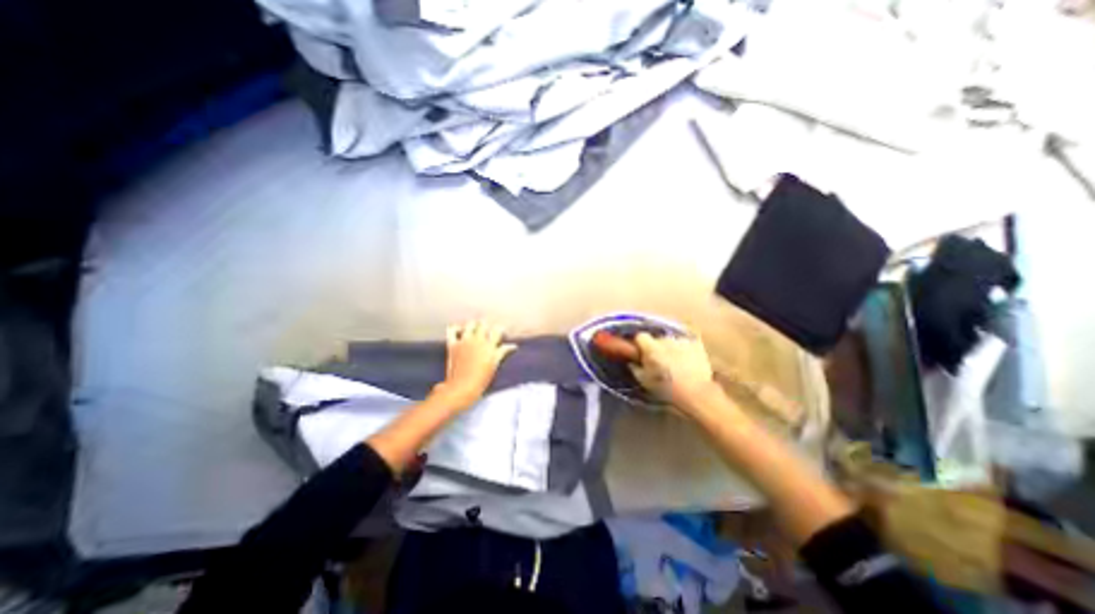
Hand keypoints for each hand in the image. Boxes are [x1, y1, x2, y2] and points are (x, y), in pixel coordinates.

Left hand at [437, 322, 517, 407]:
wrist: (462, 388)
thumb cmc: (482, 379)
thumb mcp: (494, 365)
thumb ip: (502, 352)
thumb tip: (514, 346)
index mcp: (489, 346)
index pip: (497, 330)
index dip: (500, 330)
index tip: (500, 334)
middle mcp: (477, 340)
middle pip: (483, 324)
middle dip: (486, 325)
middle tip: (486, 331)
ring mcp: (464, 341)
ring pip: (469, 324)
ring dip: (473, 325)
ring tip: (474, 329)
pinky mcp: (453, 344)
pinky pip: (452, 330)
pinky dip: (455, 328)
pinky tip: (459, 330)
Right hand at [635, 334, 720, 414]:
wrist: (695, 392)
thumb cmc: (666, 388)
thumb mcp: (644, 381)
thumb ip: (635, 368)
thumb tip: (632, 362)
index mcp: (651, 347)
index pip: (640, 336)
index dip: (641, 344)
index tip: (642, 353)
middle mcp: (665, 339)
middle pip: (657, 338)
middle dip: (657, 347)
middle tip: (660, 361)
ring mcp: (682, 340)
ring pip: (672, 340)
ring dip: (672, 348)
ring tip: (676, 362)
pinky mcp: (696, 344)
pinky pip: (687, 343)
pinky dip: (686, 349)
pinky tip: (688, 360)